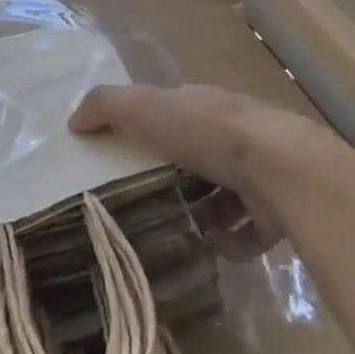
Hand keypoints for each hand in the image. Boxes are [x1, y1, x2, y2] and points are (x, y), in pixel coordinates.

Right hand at [71, 85, 342, 256]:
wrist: (281, 168)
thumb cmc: (206, 132)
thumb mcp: (143, 108)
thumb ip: (105, 106)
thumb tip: (73, 120)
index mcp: (202, 106)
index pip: (172, 115)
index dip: (148, 131)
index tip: (122, 157)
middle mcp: (233, 134)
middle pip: (197, 157)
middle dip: (173, 178)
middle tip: (143, 202)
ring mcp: (258, 173)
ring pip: (222, 196)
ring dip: (201, 214)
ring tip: (175, 232)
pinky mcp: (277, 211)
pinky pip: (248, 231)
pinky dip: (230, 241)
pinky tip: (211, 247)